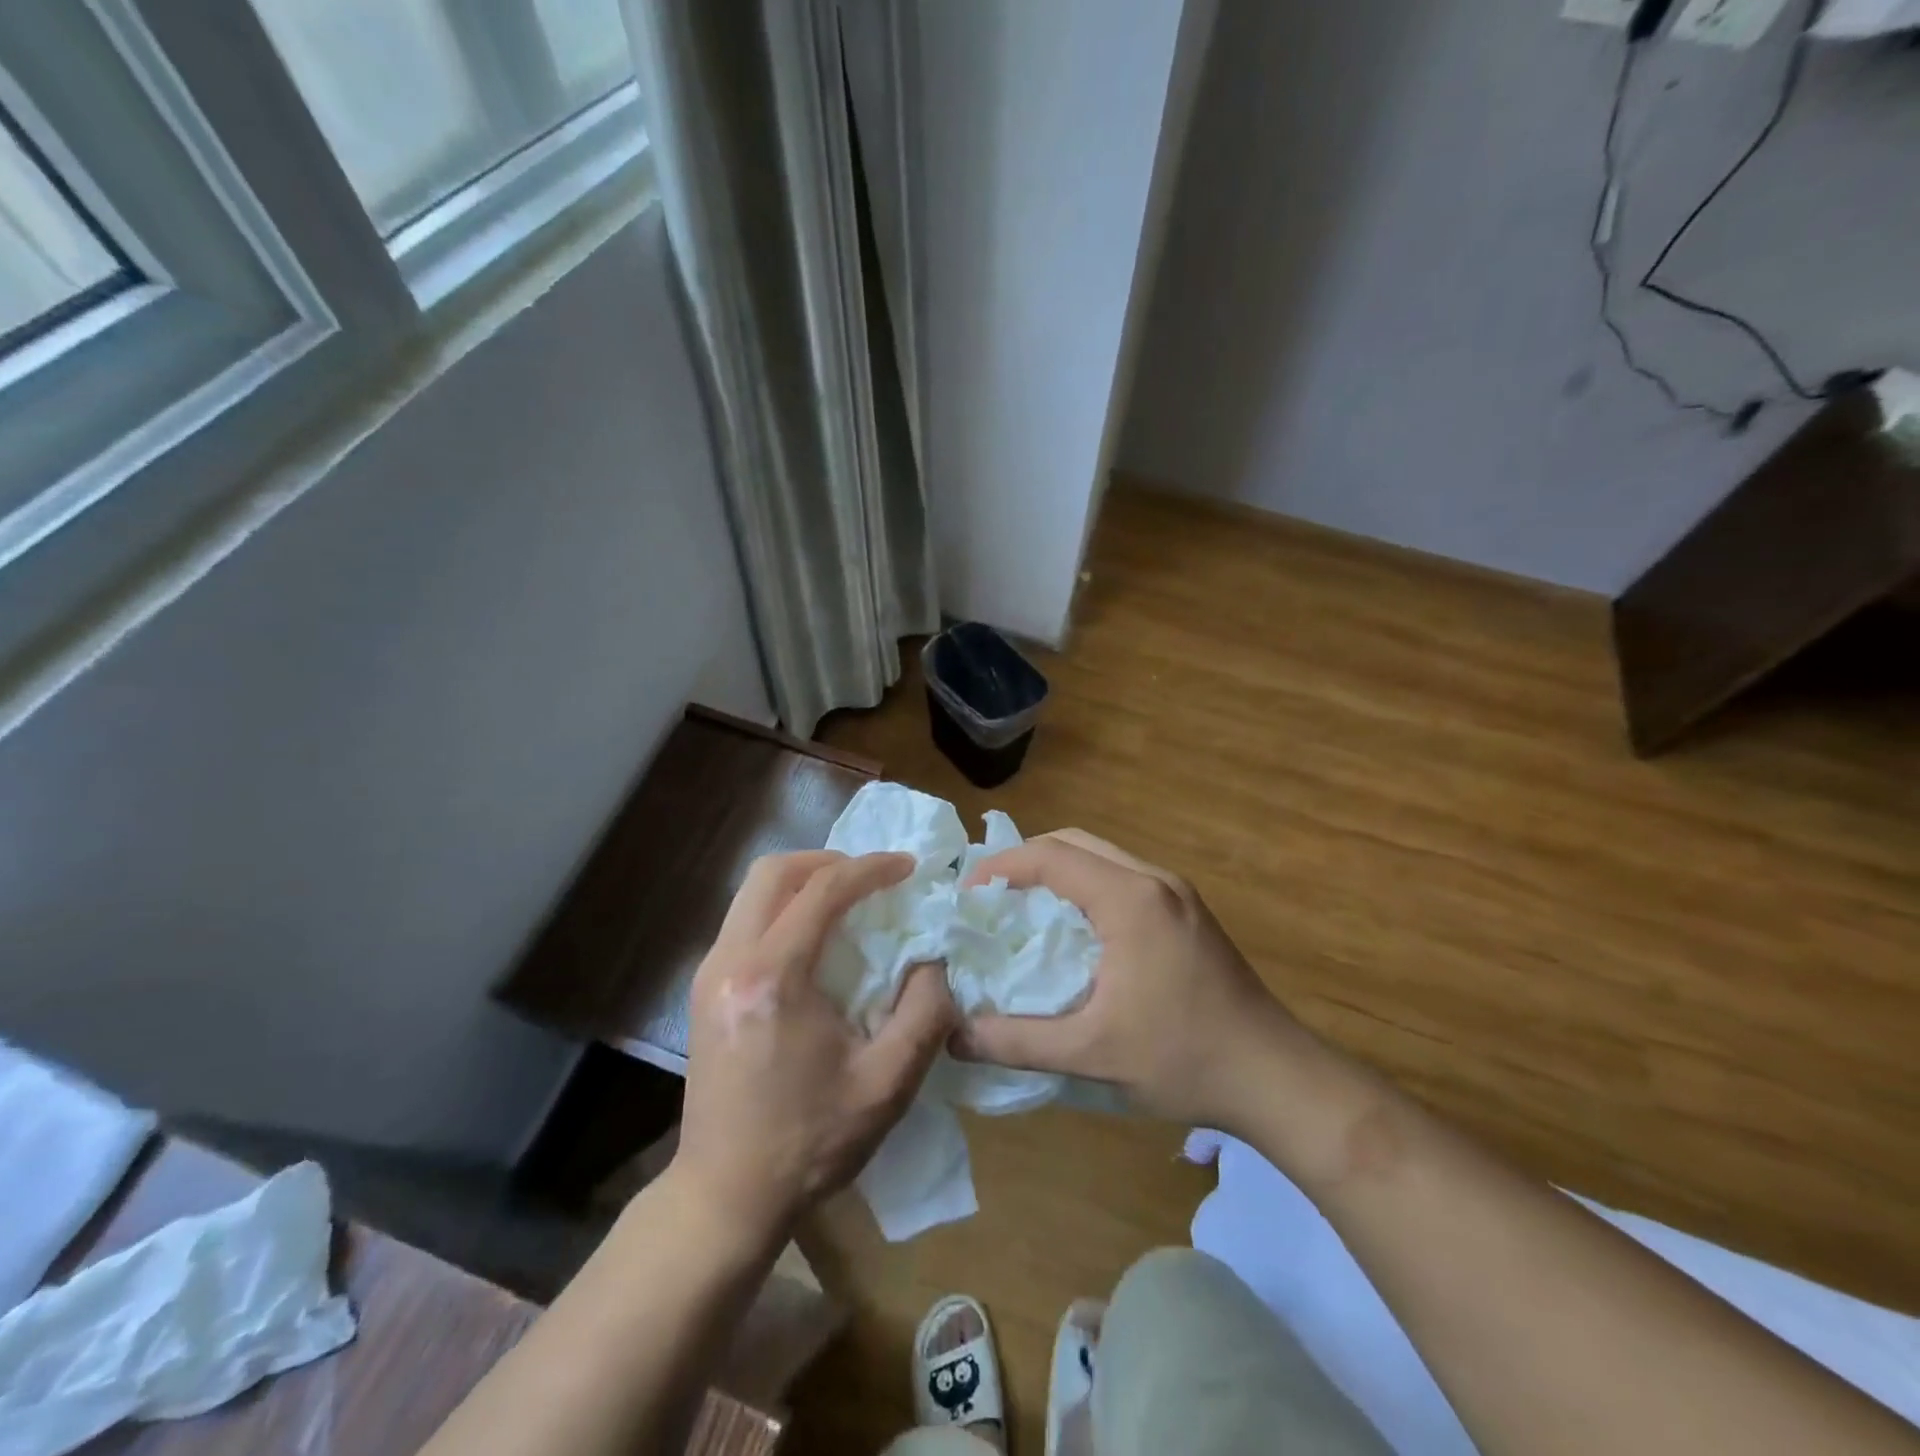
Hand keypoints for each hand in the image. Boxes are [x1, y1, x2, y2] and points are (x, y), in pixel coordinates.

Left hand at [672, 850, 957, 1236]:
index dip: (871, 868)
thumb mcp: (887, 1084)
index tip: (908, 867)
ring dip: (804, 882)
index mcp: (774, 978)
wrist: (726, 1194)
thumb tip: (933, 959)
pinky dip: (784, 907)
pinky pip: (746, 919)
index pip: (823, 890)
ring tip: (848, 901)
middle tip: (872, 878)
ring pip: (753, 892)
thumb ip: (925, 1012)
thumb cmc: (810, 1142)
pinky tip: (815, 938)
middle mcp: (731, 962)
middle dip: (829, 861)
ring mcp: (709, 973)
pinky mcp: (705, 989)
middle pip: (774, 871)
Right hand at [954, 829, 1311, 1129]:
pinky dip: (1086, 886)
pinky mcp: (1188, 910)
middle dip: (1026, 861)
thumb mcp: (1091, 1054)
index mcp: (1130, 900)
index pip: (1052, 856)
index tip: (968, 894)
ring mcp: (1176, 892)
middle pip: (1075, 843)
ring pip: (1101, 856)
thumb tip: (954, 1035)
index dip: (1002, 867)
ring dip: (1058, 871)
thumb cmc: (1183, 1059)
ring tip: (1024, 908)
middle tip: (990, 897)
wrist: (1276, 1077)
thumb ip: (1016, 1042)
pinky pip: (1122, 876)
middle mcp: (1153, 880)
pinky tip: (1074, 927)